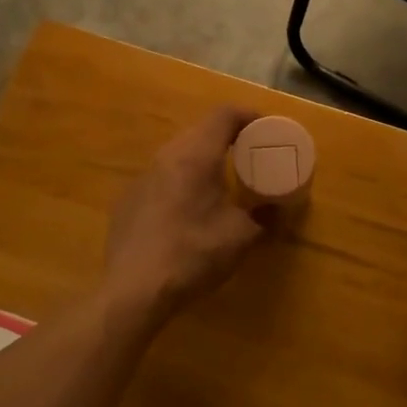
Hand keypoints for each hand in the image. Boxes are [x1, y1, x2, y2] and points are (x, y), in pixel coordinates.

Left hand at [104, 105, 268, 317]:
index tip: (267, 131)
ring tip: (221, 183)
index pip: (224, 115)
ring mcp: (142, 178)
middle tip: (249, 157)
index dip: (249, 116)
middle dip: (227, 138)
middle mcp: (165, 157)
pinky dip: (181, 182)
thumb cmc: (193, 254)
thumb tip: (279, 209)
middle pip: (199, 131)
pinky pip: (161, 178)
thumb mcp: (242, 237)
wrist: (134, 291)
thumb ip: (265, 217)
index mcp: (195, 155)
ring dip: (202, 160)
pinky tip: (187, 211)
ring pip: (178, 155)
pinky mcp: (127, 201)